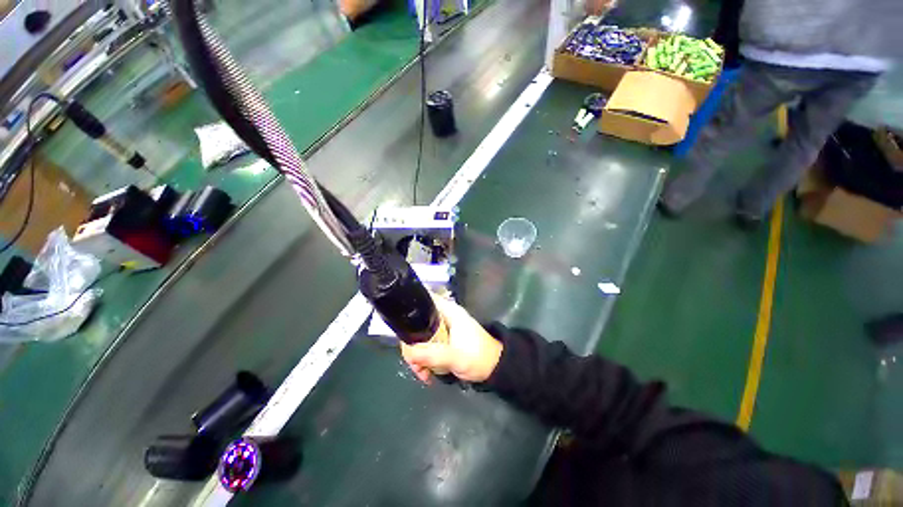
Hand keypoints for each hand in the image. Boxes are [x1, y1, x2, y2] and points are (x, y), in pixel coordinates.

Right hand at [400, 295, 502, 383]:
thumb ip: (432, 354)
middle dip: (413, 343)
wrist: (494, 368)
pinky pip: (426, 346)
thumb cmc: (478, 357)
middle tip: (413, 363)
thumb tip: (408, 352)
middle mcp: (443, 316)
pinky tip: (426, 373)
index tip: (400, 325)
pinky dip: (423, 358)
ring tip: (421, 373)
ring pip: (420, 336)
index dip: (410, 306)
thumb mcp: (455, 356)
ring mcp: (443, 329)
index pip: (425, 299)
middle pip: (418, 322)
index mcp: (448, 311)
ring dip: (417, 355)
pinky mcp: (443, 340)